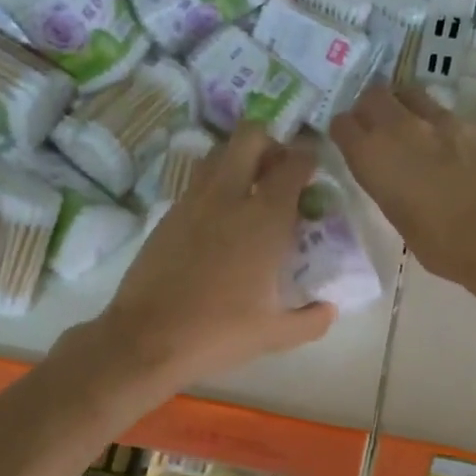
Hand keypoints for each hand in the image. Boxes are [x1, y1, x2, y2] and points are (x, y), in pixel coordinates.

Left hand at [95, 126, 336, 387]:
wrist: (146, 338)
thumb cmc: (217, 334)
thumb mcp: (273, 335)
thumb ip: (310, 320)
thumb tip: (329, 310)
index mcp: (263, 220)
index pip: (292, 165)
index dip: (307, 158)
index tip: (313, 169)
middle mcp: (228, 198)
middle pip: (250, 137)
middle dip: (270, 143)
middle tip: (278, 172)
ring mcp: (192, 202)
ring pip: (218, 154)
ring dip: (238, 159)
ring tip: (249, 191)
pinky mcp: (168, 215)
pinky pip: (196, 183)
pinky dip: (214, 186)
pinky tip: (218, 221)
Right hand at [330, 85, 475, 301]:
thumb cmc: (443, 244)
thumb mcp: (400, 218)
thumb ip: (390, 186)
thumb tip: (396, 177)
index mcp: (375, 156)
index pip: (343, 124)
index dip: (346, 132)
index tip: (351, 142)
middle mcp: (403, 128)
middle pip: (375, 95)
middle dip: (373, 107)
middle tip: (380, 128)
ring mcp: (444, 121)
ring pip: (414, 96)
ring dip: (409, 110)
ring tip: (418, 135)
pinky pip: (452, 118)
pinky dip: (447, 131)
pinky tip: (459, 156)